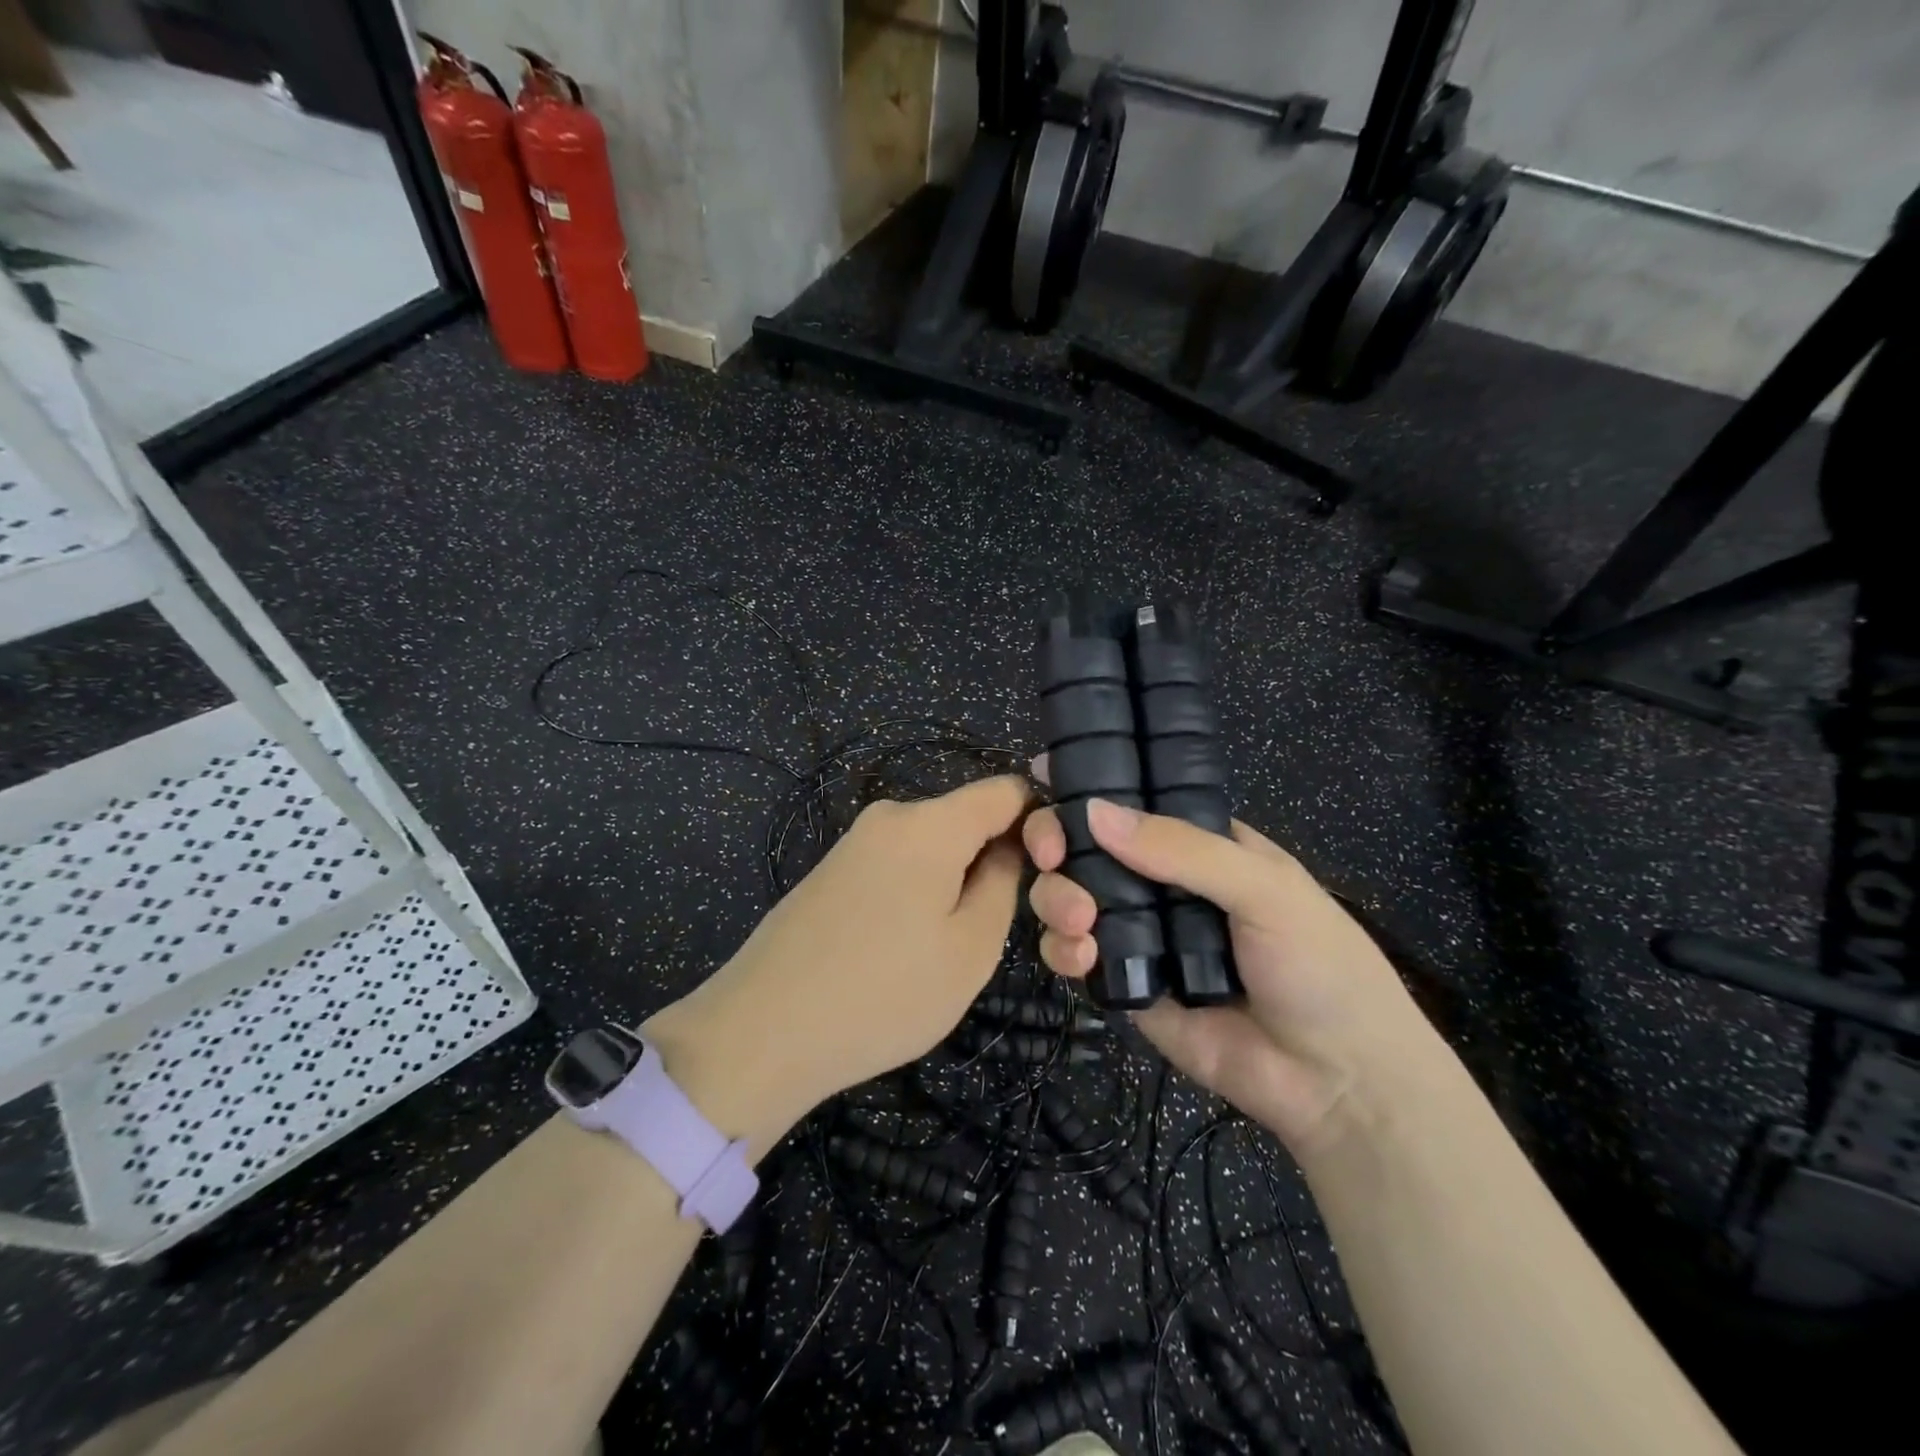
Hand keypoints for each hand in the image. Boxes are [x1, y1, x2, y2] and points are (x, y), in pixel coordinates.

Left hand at [644, 776, 1030, 1154]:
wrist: (763, 1031)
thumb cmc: (884, 992)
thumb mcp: (971, 949)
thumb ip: (1003, 885)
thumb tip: (1008, 849)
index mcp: (930, 823)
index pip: (1005, 790)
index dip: (1038, 822)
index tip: (1050, 872)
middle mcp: (889, 816)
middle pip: (966, 820)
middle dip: (992, 861)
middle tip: (992, 931)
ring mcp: (854, 842)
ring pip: (931, 848)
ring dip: (953, 884)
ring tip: (944, 950)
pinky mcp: (830, 871)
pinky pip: (896, 866)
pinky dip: (916, 894)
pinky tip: (902, 950)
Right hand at [1024, 782, 1444, 1157]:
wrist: (1338, 1083)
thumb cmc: (1319, 965)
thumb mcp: (1264, 889)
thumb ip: (1182, 848)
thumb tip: (1094, 811)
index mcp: (1202, 845)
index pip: (1136, 802)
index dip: (1091, 788)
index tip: (1044, 777)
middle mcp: (1164, 883)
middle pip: (1090, 848)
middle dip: (1059, 844)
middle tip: (1051, 855)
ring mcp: (1142, 935)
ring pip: (1072, 898)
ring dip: (1057, 898)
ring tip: (1078, 920)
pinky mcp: (1126, 986)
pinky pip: (1077, 956)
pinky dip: (1063, 951)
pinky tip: (1081, 957)